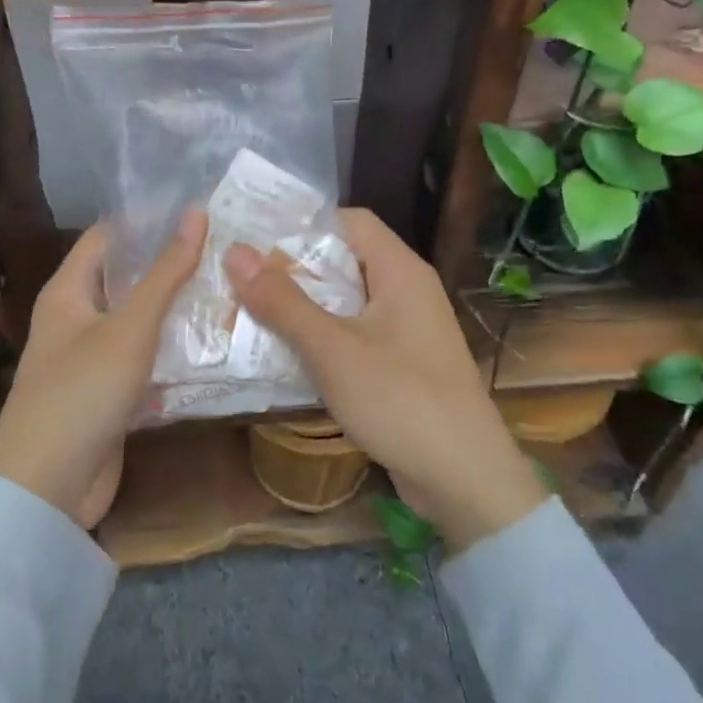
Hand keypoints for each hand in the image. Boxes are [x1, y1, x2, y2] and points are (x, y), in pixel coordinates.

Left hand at [0, 209, 204, 528]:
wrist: (47, 490)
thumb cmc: (82, 392)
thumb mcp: (129, 328)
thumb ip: (165, 273)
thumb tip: (196, 213)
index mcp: (68, 290)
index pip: (108, 236)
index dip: (147, 220)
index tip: (197, 211)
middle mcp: (76, 316)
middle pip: (126, 276)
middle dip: (169, 264)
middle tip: (224, 248)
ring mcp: (91, 357)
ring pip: (138, 319)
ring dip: (175, 307)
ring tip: (228, 286)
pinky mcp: (108, 392)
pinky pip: (143, 357)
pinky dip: (170, 348)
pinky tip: (212, 341)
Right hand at [224, 209, 544, 549]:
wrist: (467, 482)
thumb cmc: (400, 400)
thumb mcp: (332, 349)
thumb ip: (283, 301)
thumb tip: (235, 252)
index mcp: (400, 271)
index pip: (350, 220)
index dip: (305, 224)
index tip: (258, 239)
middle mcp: (408, 290)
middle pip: (345, 260)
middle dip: (294, 268)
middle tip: (243, 276)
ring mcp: (408, 330)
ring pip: (347, 301)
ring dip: (304, 306)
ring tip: (252, 311)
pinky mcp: (404, 365)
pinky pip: (355, 335)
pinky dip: (322, 337)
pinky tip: (286, 354)